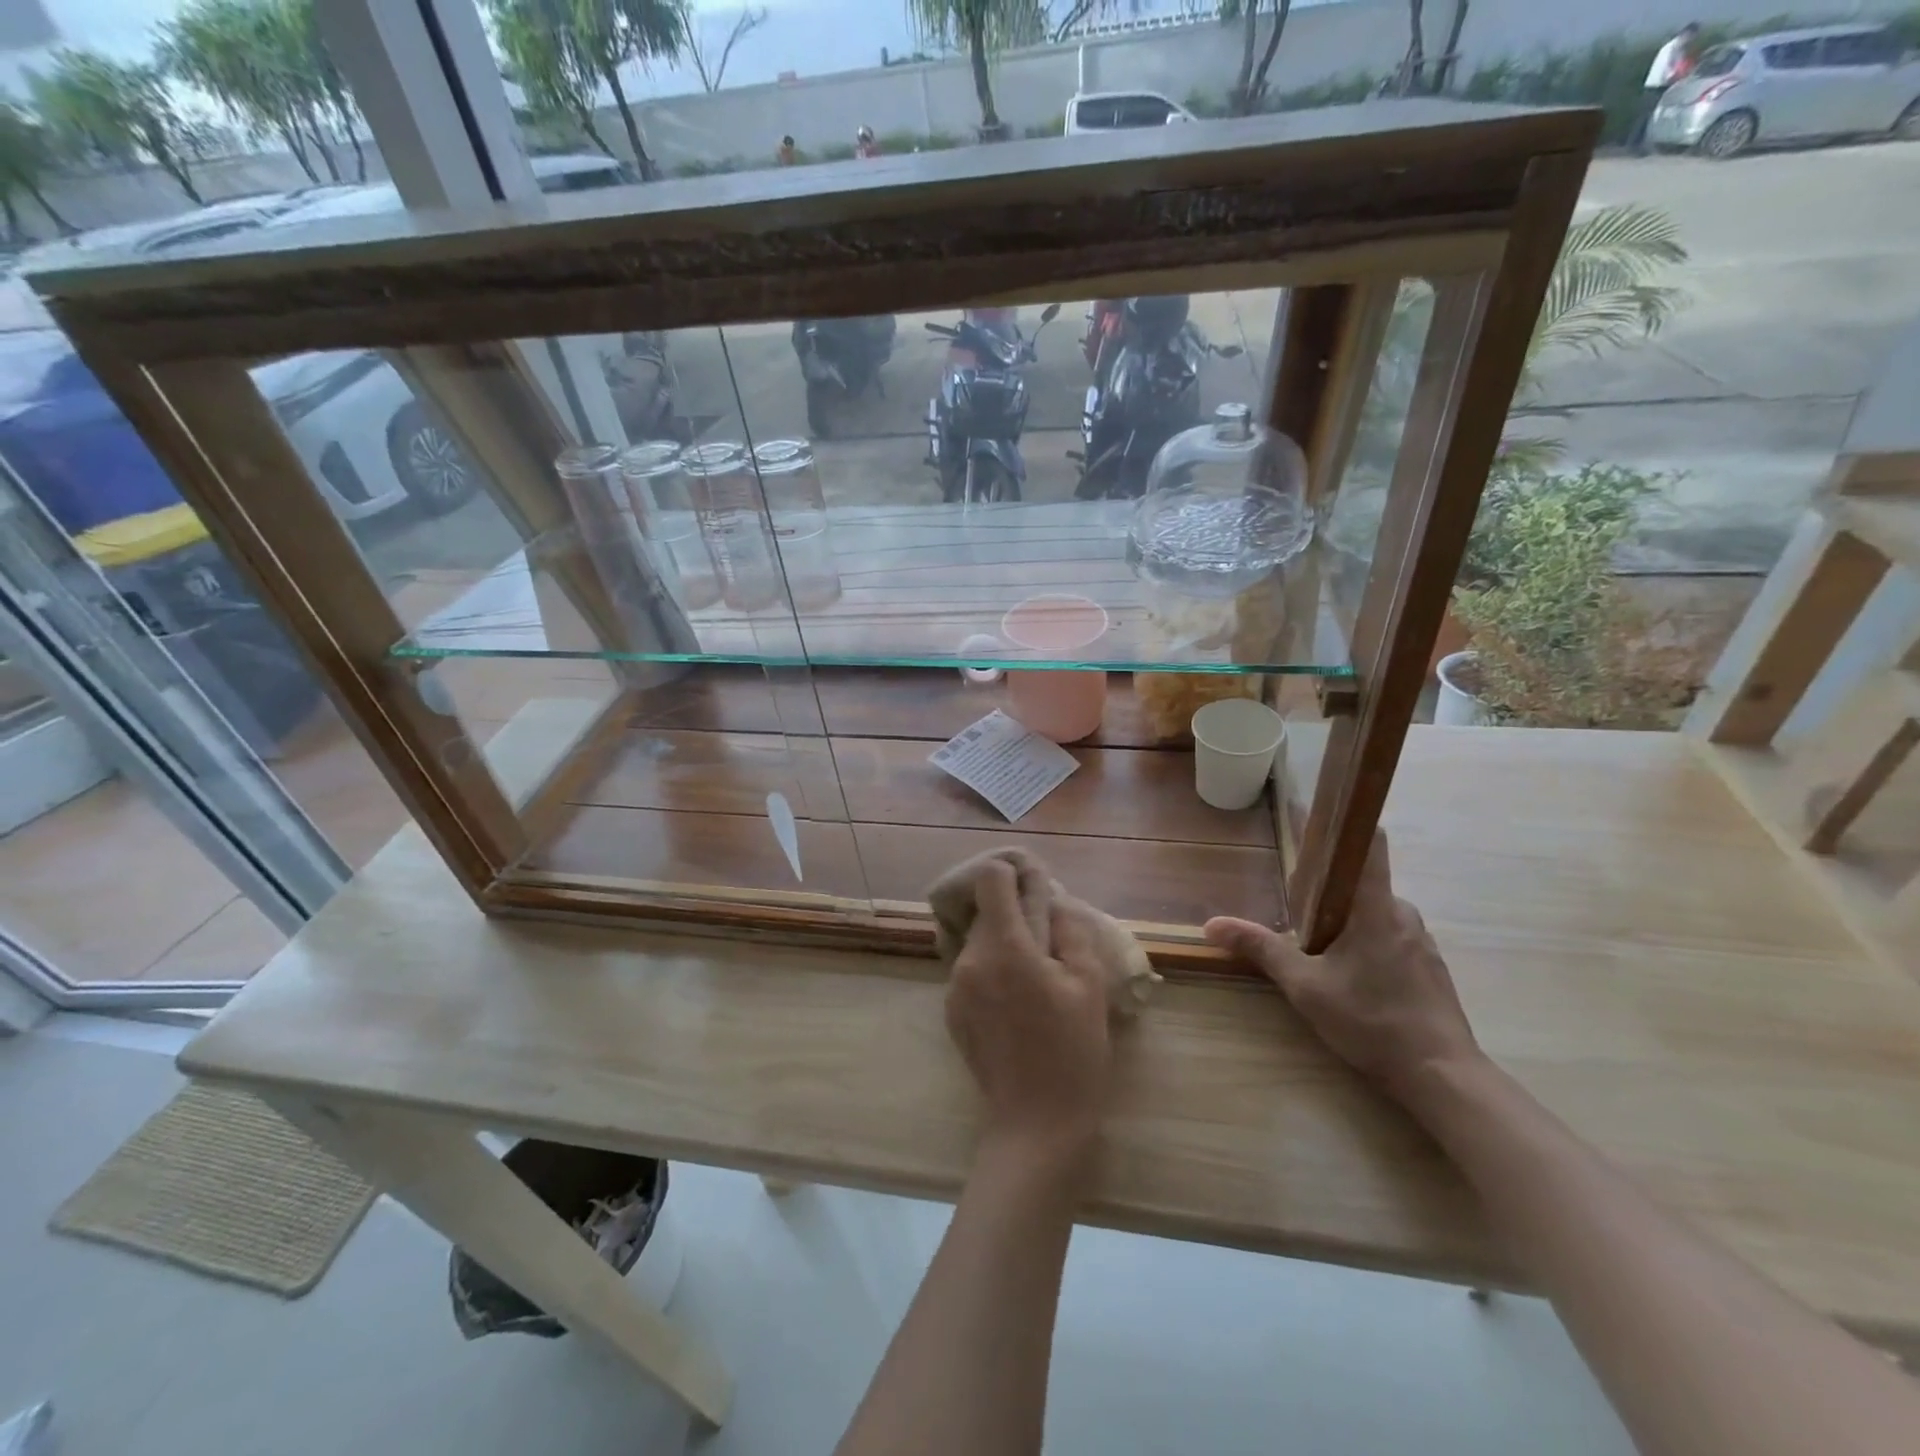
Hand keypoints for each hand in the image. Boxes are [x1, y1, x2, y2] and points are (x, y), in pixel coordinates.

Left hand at [945, 860, 1113, 1160]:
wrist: (1036, 1123)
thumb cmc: (1073, 1051)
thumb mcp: (1089, 984)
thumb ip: (1068, 930)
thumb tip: (1052, 900)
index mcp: (1004, 947)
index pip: (990, 878)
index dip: (1013, 874)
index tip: (1035, 890)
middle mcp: (970, 959)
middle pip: (986, 912)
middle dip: (1016, 917)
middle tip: (1050, 946)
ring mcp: (954, 986)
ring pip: (980, 942)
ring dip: (1005, 946)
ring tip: (1037, 981)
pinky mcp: (951, 1010)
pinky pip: (972, 971)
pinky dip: (993, 972)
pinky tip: (1018, 1006)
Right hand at [1203, 831, 1480, 1100]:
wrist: (1443, 1077)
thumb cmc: (1372, 1021)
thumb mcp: (1305, 986)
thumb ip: (1261, 949)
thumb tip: (1212, 924)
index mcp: (1376, 905)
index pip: (1368, 842)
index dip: (1341, 822)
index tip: (1312, 812)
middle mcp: (1403, 912)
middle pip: (1361, 879)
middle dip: (1326, 885)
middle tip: (1292, 904)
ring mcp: (1420, 940)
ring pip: (1373, 910)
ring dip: (1344, 916)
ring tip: (1313, 943)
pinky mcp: (1427, 965)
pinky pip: (1388, 934)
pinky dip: (1363, 939)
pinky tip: (1347, 973)